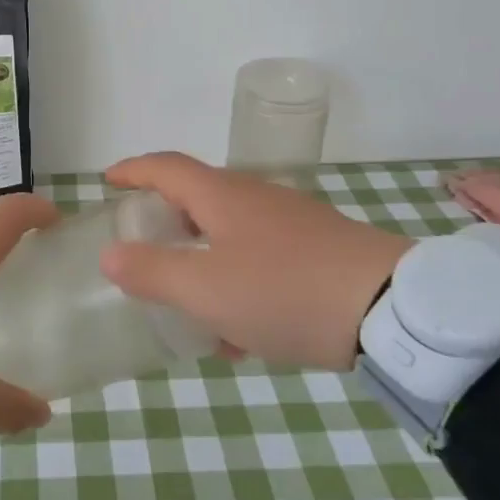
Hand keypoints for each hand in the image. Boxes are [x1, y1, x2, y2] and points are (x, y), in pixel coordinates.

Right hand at [99, 152, 410, 371]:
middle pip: (198, 198)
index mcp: (223, 196)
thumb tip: (111, 255)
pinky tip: (242, 332)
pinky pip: (261, 258)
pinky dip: (238, 282)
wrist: (392, 309)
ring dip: (203, 262)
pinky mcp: (319, 249)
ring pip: (230, 234)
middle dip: (166, 221)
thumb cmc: (284, 291)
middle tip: (143, 247)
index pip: (166, 167)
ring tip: (190, 307)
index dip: (133, 171)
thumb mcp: (205, 290)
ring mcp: (291, 222)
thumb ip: (152, 272)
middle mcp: (256, 198)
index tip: (108, 180)